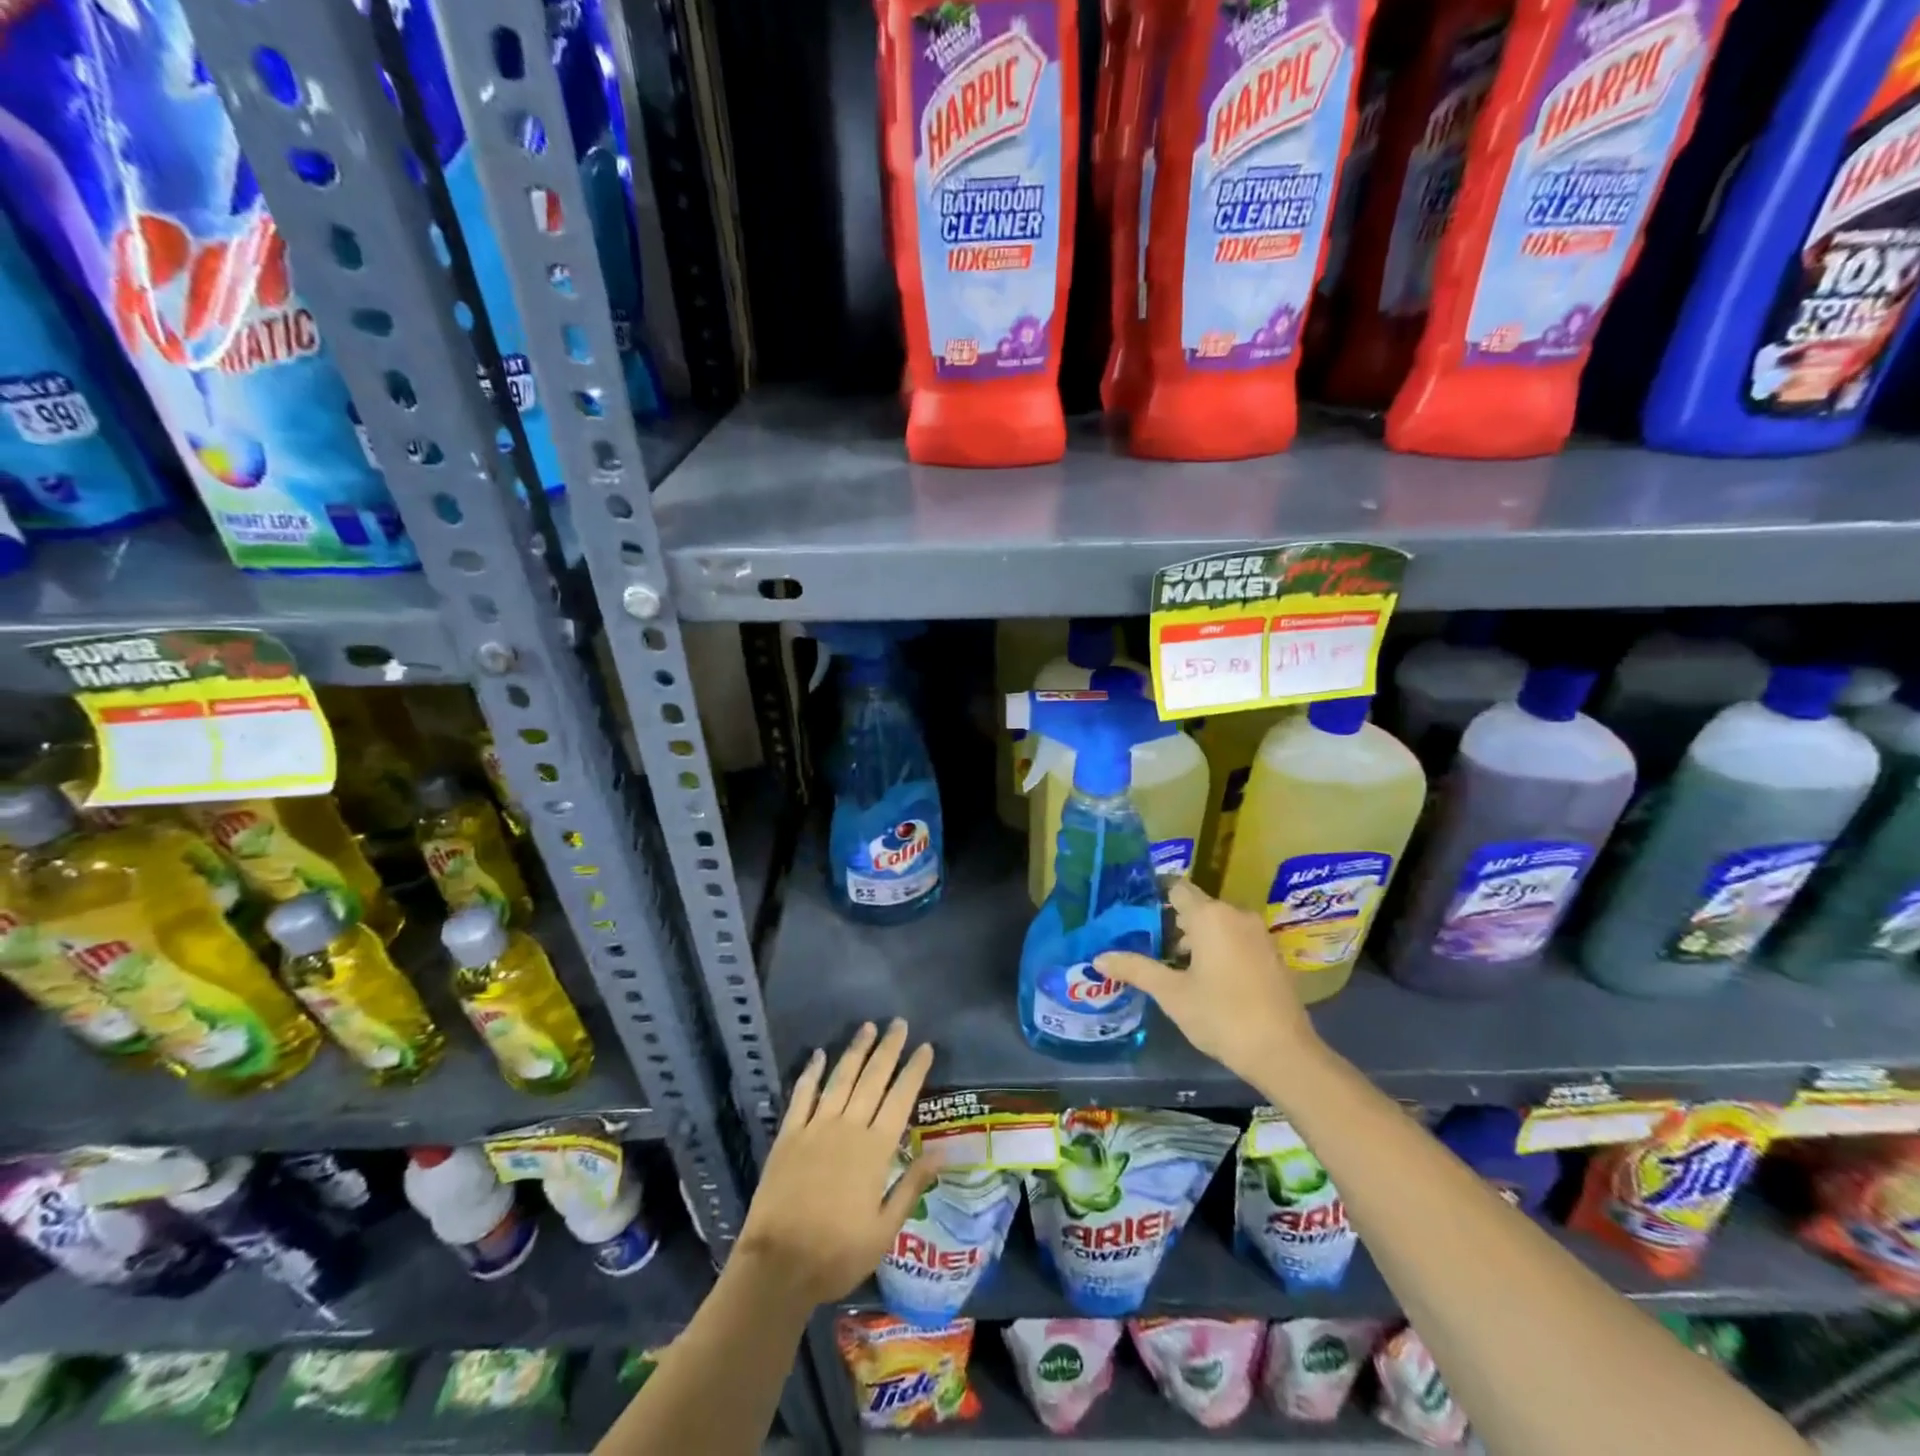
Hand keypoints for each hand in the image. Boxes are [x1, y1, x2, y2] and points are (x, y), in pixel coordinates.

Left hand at [734, 1020, 937, 1307]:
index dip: (914, 1070)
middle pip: (872, 1078)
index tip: (925, 1047)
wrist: (778, 1265)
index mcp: (875, 1150)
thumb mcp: (884, 1230)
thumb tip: (943, 1153)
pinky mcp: (789, 1134)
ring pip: (840, 1078)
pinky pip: (803, 1094)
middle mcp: (848, 1128)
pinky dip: (811, 1072)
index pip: (901, 1099)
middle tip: (899, 1023)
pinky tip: (819, 1055)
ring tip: (868, 1027)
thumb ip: (911, 1186)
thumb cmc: (837, 1254)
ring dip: (855, 1051)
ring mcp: (816, 1127)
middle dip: (888, 1049)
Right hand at [1097, 879, 1318, 1087]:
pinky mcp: (1272, 956)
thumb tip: (1099, 957)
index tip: (1135, 914)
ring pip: (1218, 925)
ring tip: (1172, 967)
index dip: (1155, 898)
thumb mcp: (1171, 993)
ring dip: (1196, 940)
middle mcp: (1237, 915)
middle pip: (1197, 908)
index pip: (1177, 889)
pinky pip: (1237, 940)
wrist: (1283, 1053)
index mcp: (1210, 916)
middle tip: (1148, 946)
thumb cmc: (1221, 1015)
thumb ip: (1136, 969)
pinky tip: (1205, 979)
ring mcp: (1259, 935)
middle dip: (1173, 925)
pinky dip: (1219, 950)